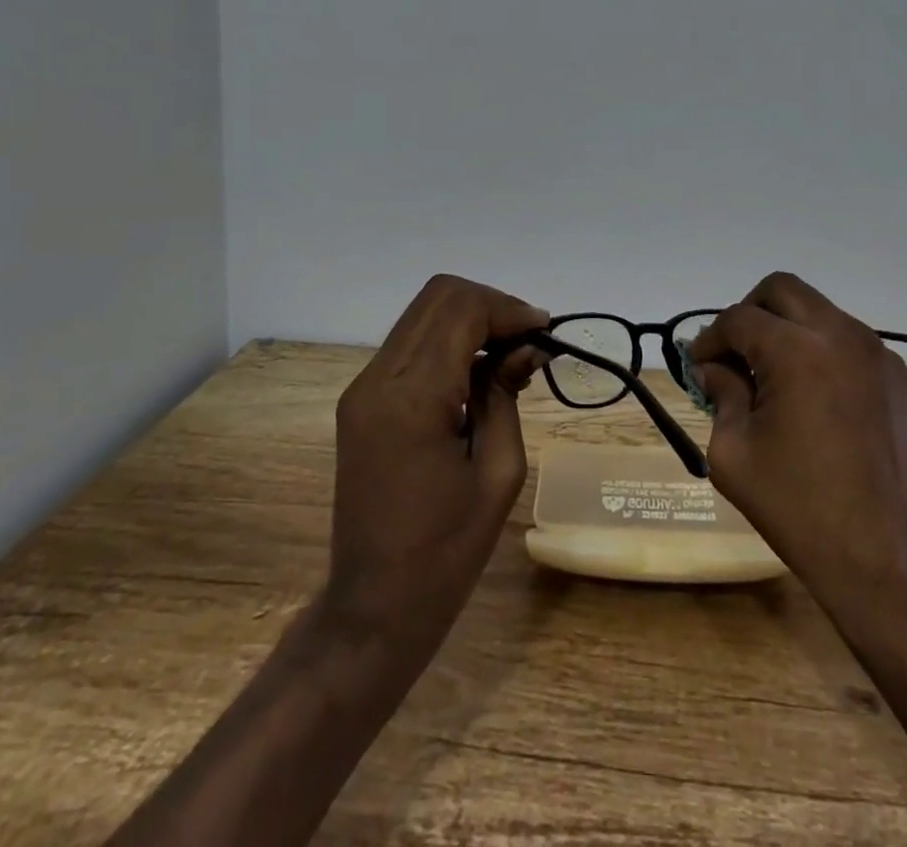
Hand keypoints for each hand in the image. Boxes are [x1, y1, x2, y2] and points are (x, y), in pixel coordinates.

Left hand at [320, 274, 547, 654]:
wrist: (373, 609)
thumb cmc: (446, 553)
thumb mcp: (499, 472)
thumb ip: (508, 393)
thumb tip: (528, 346)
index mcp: (412, 398)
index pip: (462, 311)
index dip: (509, 310)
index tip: (545, 332)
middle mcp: (378, 379)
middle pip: (438, 297)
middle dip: (491, 306)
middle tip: (529, 339)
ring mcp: (363, 388)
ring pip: (423, 314)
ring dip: (471, 320)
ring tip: (510, 354)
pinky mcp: (361, 400)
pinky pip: (410, 344)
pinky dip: (449, 341)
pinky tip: (478, 372)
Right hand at [688, 272, 906, 645]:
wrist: (892, 564)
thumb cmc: (801, 510)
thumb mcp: (735, 455)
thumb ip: (721, 396)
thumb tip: (715, 369)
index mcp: (796, 351)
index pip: (739, 318)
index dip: (710, 337)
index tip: (698, 365)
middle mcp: (841, 336)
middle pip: (782, 290)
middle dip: (750, 313)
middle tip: (735, 353)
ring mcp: (879, 356)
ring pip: (821, 313)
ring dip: (789, 331)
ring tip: (775, 380)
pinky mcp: (902, 382)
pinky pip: (852, 346)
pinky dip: (824, 355)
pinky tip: (818, 402)